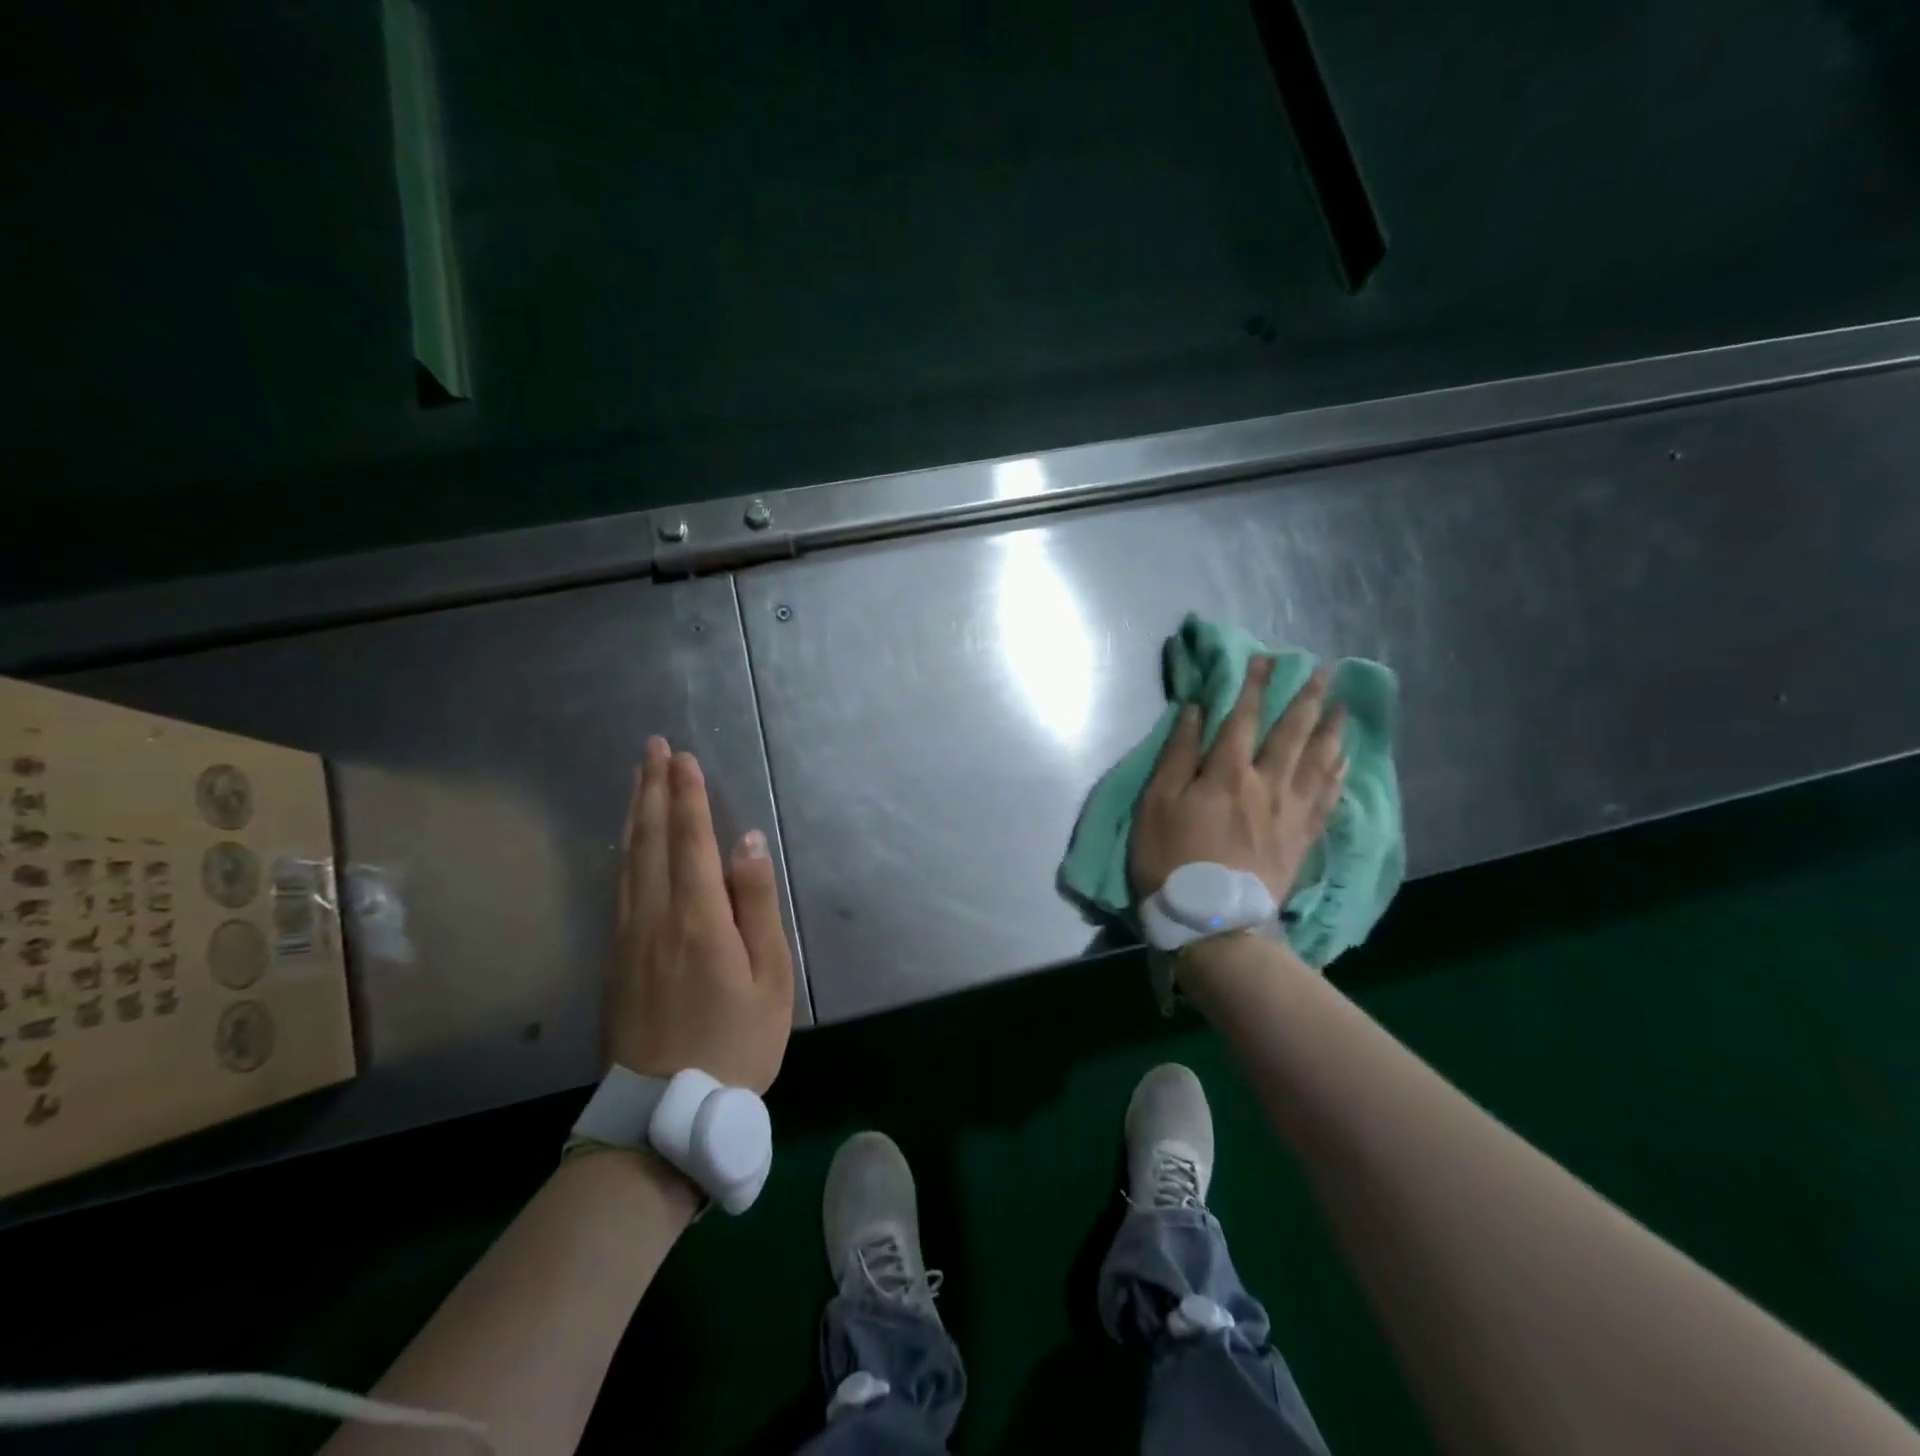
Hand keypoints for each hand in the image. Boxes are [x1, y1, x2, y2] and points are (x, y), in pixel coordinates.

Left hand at [607, 736, 794, 1092]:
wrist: (666, 1112)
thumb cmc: (737, 1042)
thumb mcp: (770, 976)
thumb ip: (756, 905)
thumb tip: (746, 843)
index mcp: (698, 917)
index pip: (691, 839)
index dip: (688, 795)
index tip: (683, 757)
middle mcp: (655, 916)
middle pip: (650, 839)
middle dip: (653, 789)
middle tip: (652, 748)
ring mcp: (627, 937)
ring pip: (628, 860)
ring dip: (634, 813)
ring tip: (638, 779)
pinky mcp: (613, 958)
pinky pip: (618, 887)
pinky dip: (623, 852)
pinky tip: (625, 843)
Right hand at [1129, 657, 1347, 906]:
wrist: (1212, 922)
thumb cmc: (1171, 861)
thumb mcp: (1156, 805)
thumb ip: (1177, 755)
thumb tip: (1195, 711)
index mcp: (1226, 773)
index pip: (1243, 718)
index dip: (1254, 686)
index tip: (1267, 659)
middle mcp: (1266, 784)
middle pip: (1291, 733)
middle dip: (1306, 698)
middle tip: (1323, 671)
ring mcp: (1290, 812)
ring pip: (1318, 761)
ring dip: (1331, 729)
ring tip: (1343, 706)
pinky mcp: (1302, 839)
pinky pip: (1328, 798)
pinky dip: (1338, 773)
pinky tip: (1345, 760)